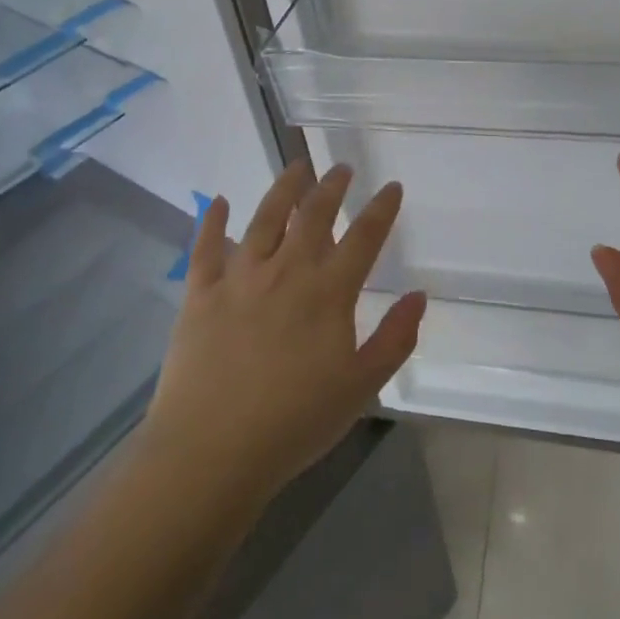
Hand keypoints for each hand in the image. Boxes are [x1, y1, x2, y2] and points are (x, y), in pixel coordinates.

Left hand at [141, 161, 425, 505]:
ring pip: (264, 218)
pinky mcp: (201, 293)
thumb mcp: (361, 387)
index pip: (363, 237)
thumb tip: (419, 297)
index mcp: (328, 293)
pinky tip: (217, 201)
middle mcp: (286, 271)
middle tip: (341, 168)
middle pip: (313, 215)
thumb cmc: (295, 422)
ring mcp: (239, 278)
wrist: (212, 451)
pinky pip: (206, 247)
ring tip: (296, 168)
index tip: (391, 187)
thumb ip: (394, 339)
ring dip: (284, 188)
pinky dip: (212, 221)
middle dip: (331, 187)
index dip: (381, 209)